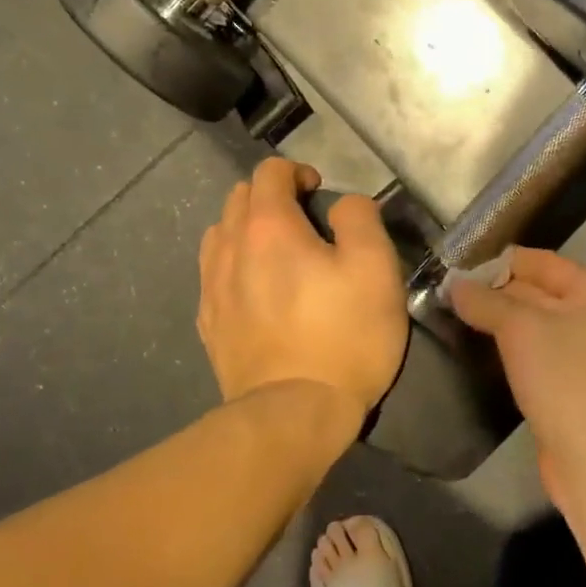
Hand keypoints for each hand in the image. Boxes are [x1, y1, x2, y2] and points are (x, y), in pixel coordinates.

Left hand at [198, 159, 407, 429]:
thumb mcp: (376, 269)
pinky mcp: (209, 324)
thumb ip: (360, 219)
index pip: (270, 173)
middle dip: (270, 197)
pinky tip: (255, 290)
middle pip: (239, 198)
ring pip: (219, 235)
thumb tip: (341, 204)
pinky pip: (213, 275)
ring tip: (276, 254)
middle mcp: (229, 248)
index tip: (319, 191)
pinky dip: (233, 266)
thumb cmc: (344, 337)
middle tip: (303, 221)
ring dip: (246, 230)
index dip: (297, 172)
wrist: (294, 414)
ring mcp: (212, 288)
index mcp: (268, 227)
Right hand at [448, 248, 585, 503]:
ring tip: (456, 314)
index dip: (498, 262)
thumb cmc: (565, 379)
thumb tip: (454, 285)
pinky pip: (540, 351)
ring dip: (501, 321)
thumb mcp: (519, 329)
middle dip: (496, 292)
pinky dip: (513, 347)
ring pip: (537, 324)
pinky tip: (482, 346)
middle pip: (540, 291)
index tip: (456, 265)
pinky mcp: (578, 382)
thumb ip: (485, 301)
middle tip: (448, 291)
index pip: (543, 262)